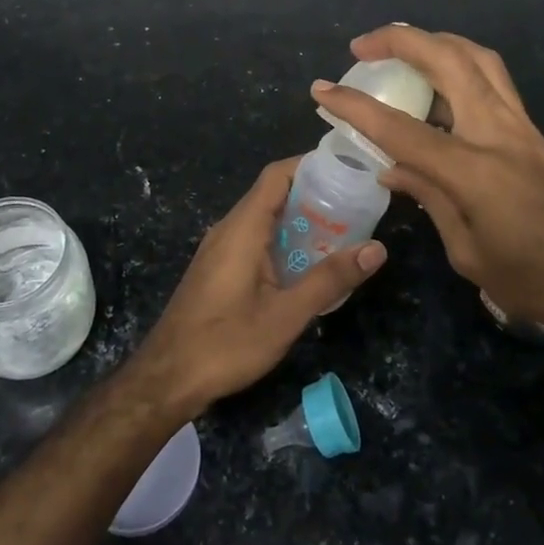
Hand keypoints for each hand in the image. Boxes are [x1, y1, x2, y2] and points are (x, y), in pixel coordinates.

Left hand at [133, 157, 386, 411]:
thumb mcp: (286, 315)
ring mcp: (220, 249)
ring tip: (340, 235)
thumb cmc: (226, 344)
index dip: (311, 166)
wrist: (167, 379)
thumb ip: (330, 279)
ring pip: (264, 219)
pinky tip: (306, 266)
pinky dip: (283, 241)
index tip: (347, 173)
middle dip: (314, 197)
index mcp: (242, 227)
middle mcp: (229, 228)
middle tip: (355, 209)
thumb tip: (377, 248)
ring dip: (300, 222)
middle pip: (273, 194)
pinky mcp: (218, 269)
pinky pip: (255, 240)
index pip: (277, 175)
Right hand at [313, 26, 543, 338]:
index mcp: (475, 172)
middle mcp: (500, 134)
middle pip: (450, 61)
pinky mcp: (542, 134)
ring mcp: (527, 129)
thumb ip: (431, 201)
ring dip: (438, 43)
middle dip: (402, 40)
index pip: (400, 129)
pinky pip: (496, 88)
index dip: (355, 108)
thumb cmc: (541, 284)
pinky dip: (463, 75)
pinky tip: (444, 99)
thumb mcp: (471, 254)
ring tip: (406, 50)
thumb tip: (394, 168)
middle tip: (364, 45)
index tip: (322, 91)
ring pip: (481, 60)